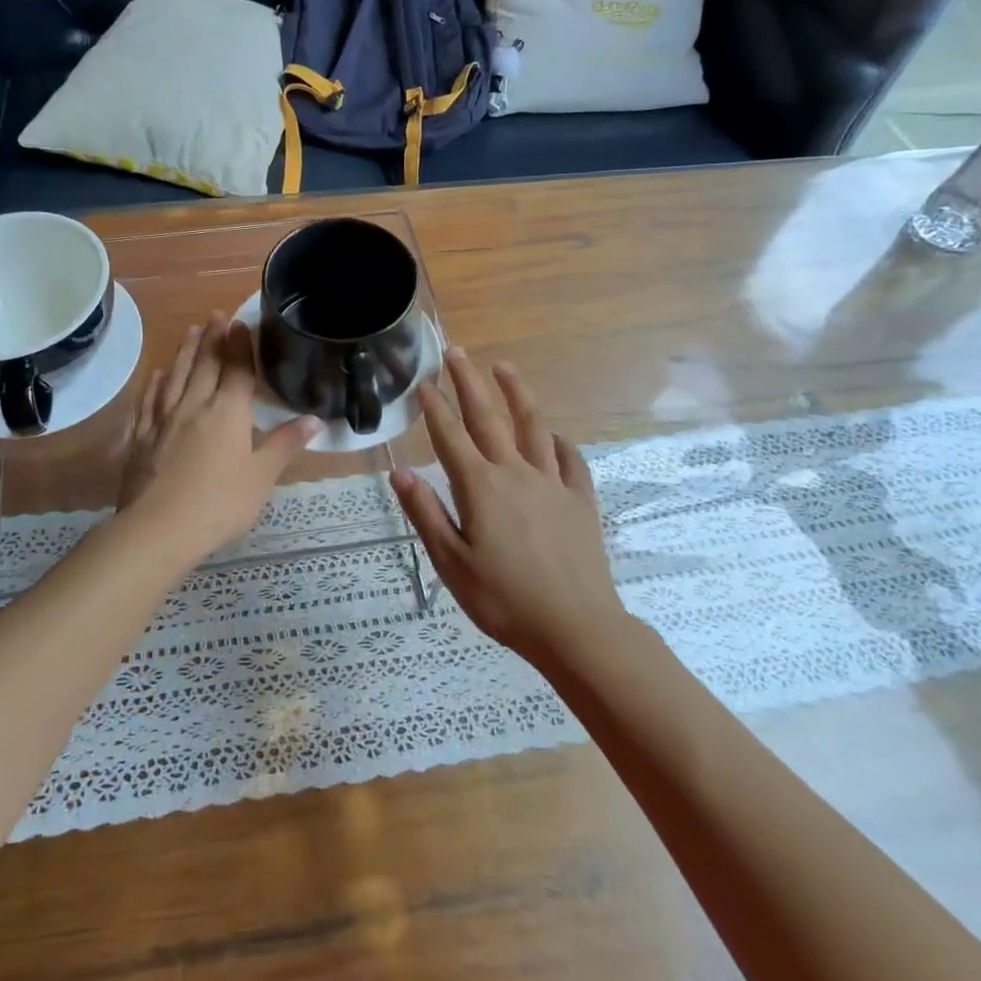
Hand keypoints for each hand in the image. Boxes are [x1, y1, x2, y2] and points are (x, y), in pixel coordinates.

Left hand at [118, 313, 319, 563]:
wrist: (158, 528)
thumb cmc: (219, 503)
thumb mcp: (262, 477)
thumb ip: (285, 444)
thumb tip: (315, 419)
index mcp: (227, 412)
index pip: (236, 369)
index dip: (240, 345)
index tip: (240, 322)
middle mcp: (194, 406)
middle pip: (204, 365)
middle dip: (212, 338)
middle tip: (215, 315)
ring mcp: (163, 420)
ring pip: (175, 377)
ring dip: (184, 352)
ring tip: (189, 331)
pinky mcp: (141, 438)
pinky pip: (149, 402)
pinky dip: (154, 385)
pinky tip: (156, 375)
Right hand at [391, 349, 620, 663]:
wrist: (576, 627)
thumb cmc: (504, 600)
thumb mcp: (452, 564)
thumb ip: (426, 514)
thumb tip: (400, 472)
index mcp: (481, 488)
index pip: (451, 437)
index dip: (436, 407)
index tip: (425, 381)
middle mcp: (516, 474)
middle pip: (489, 418)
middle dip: (470, 382)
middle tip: (457, 352)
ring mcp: (553, 484)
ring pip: (533, 427)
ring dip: (517, 394)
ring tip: (504, 368)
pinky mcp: (580, 500)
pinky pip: (570, 461)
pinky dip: (559, 442)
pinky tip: (554, 436)